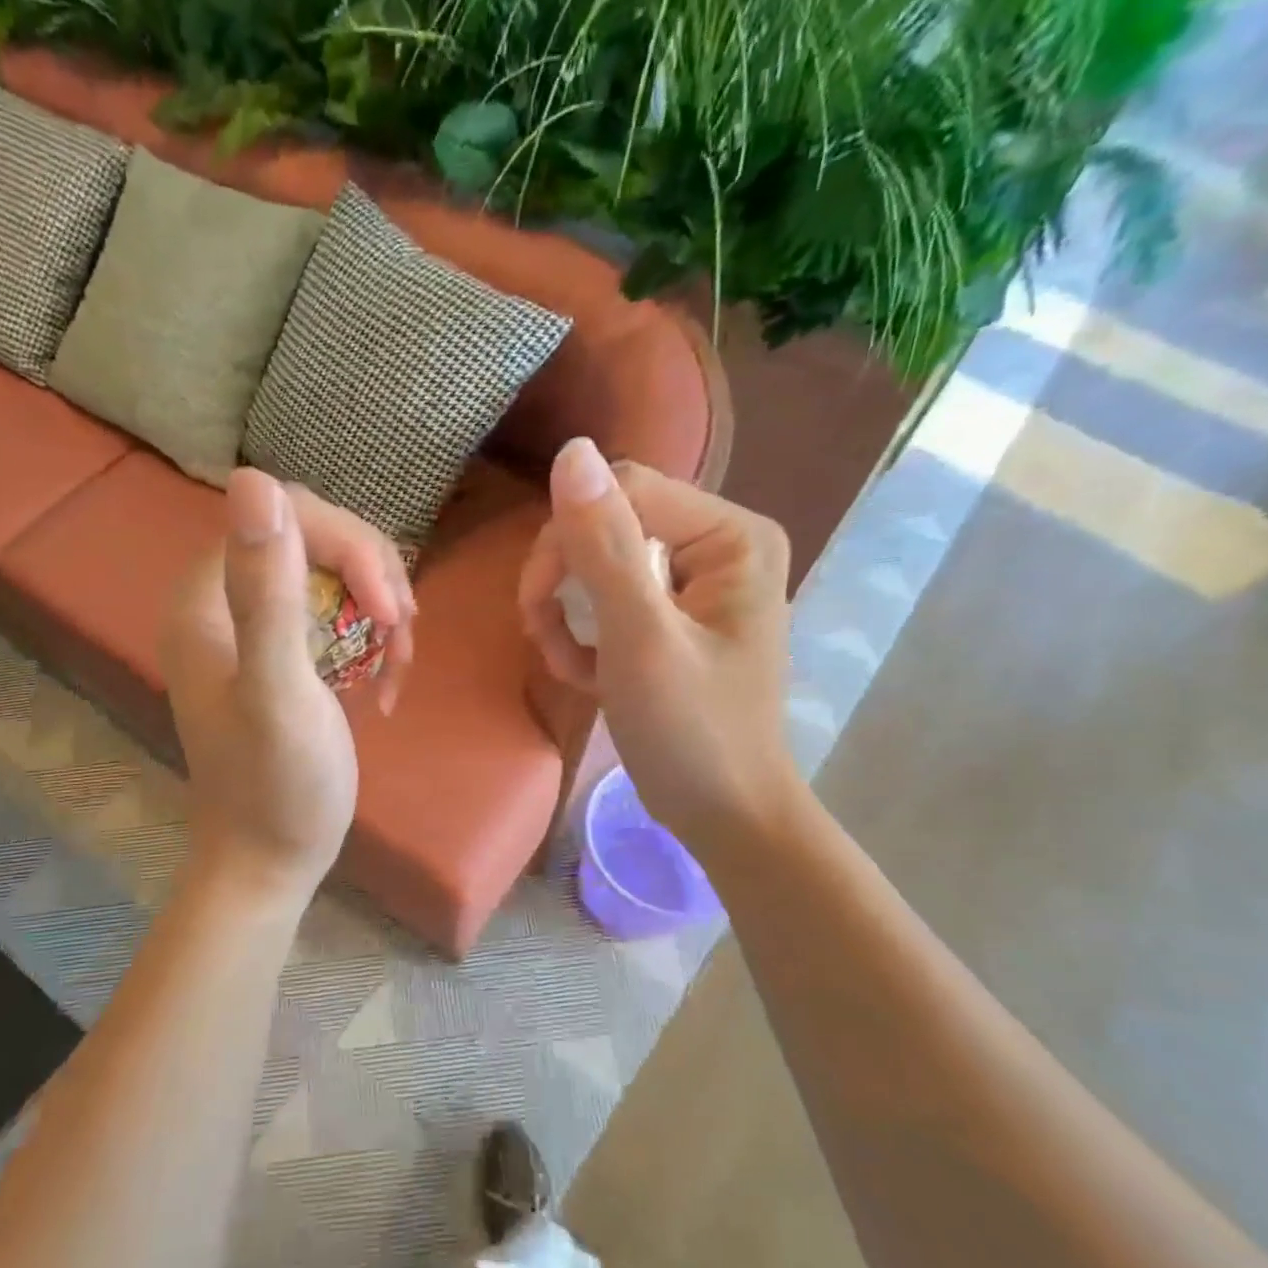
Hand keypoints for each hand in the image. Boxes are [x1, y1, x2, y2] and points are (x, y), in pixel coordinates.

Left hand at [160, 469, 357, 901]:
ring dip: (380, 607)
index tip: (389, 607)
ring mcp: (253, 628)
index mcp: (205, 598)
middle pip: (313, 537)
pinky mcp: (283, 655)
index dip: (348, 545)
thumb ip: (267, 592)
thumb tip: (252, 478)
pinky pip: (337, 612)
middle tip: (401, 632)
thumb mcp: (278, 693)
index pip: (284, 515)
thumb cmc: (278, 788)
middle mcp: (222, 601)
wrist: (272, 861)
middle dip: (371, 576)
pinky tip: (385, 681)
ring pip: (333, 572)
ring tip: (399, 663)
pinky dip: (373, 637)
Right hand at [517, 438, 800, 853]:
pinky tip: (586, 677)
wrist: (726, 817)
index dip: (565, 542)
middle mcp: (719, 545)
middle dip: (565, 585)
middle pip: (608, 526)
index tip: (536, 607)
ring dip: (567, 617)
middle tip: (544, 639)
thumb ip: (606, 547)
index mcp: (731, 535)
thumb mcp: (641, 640)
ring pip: (599, 566)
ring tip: (567, 666)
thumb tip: (571, 451)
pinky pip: (609, 602)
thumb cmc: (691, 733)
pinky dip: (586, 638)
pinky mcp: (673, 620)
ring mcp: (696, 585)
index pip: (623, 493)